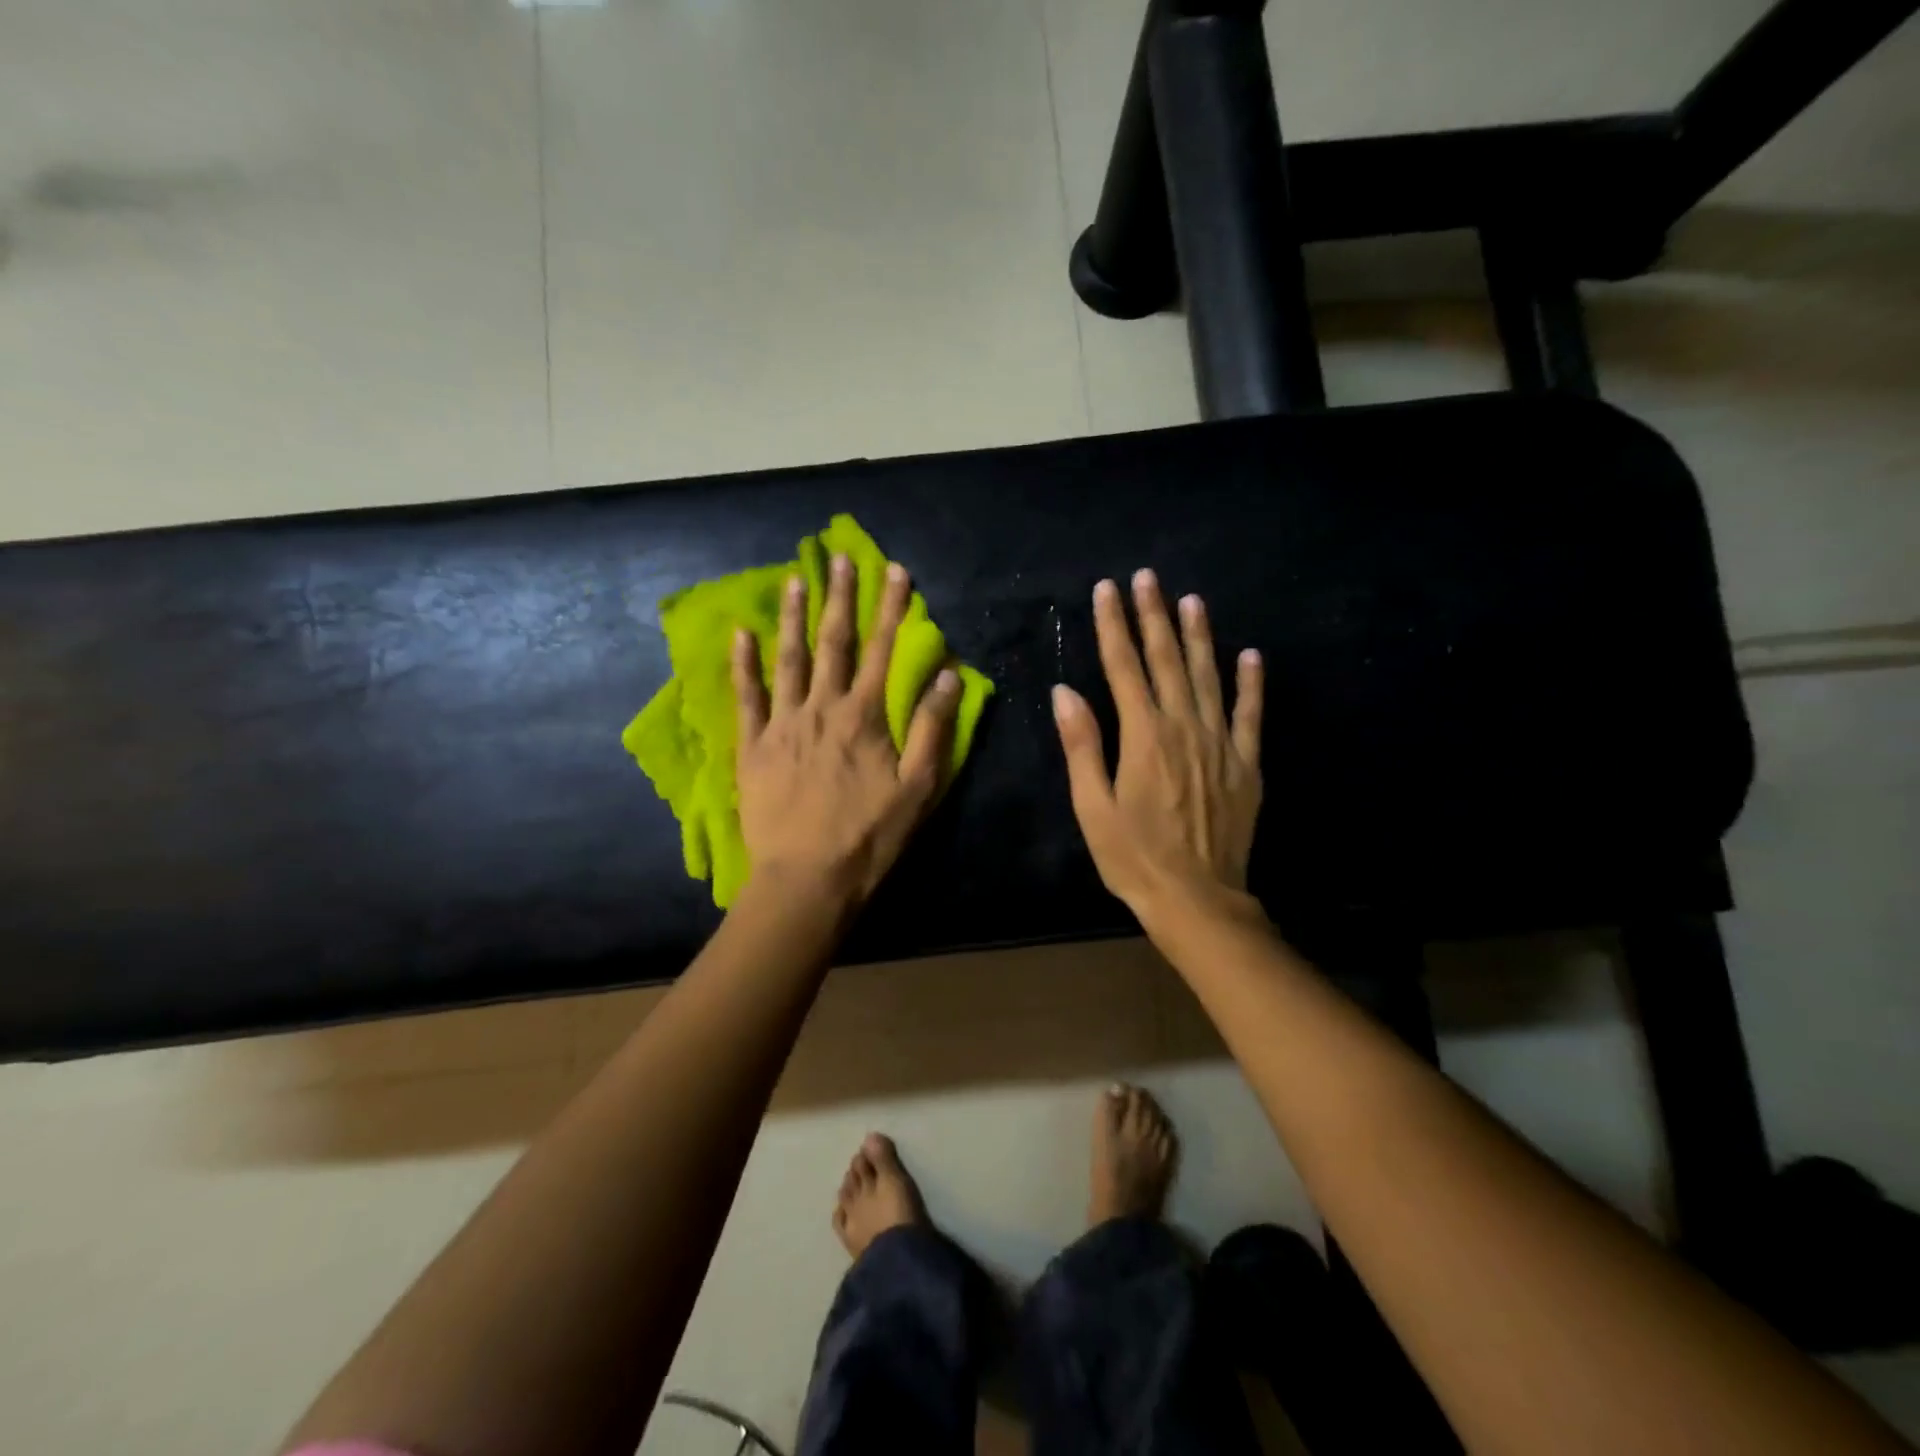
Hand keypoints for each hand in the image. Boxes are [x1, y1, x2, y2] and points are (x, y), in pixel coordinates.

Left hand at [733, 553, 960, 909]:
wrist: (807, 878)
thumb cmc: (870, 835)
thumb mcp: (918, 787)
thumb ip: (932, 727)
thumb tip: (948, 674)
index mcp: (864, 716)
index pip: (881, 650)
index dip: (889, 608)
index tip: (893, 570)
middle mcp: (822, 708)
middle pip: (833, 643)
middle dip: (840, 598)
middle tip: (839, 558)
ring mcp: (783, 724)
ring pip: (789, 660)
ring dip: (795, 618)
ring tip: (796, 580)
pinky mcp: (754, 746)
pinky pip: (747, 697)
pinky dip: (744, 664)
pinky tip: (742, 634)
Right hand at [1053, 570, 1264, 927]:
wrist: (1198, 898)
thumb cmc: (1134, 857)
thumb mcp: (1093, 807)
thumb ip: (1082, 745)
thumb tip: (1065, 692)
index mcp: (1143, 736)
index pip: (1123, 668)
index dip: (1114, 626)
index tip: (1107, 589)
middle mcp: (1184, 728)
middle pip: (1167, 661)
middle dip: (1154, 616)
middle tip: (1147, 577)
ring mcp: (1220, 743)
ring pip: (1208, 676)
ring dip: (1199, 635)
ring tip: (1191, 600)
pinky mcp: (1246, 763)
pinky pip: (1250, 714)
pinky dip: (1250, 683)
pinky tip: (1249, 654)